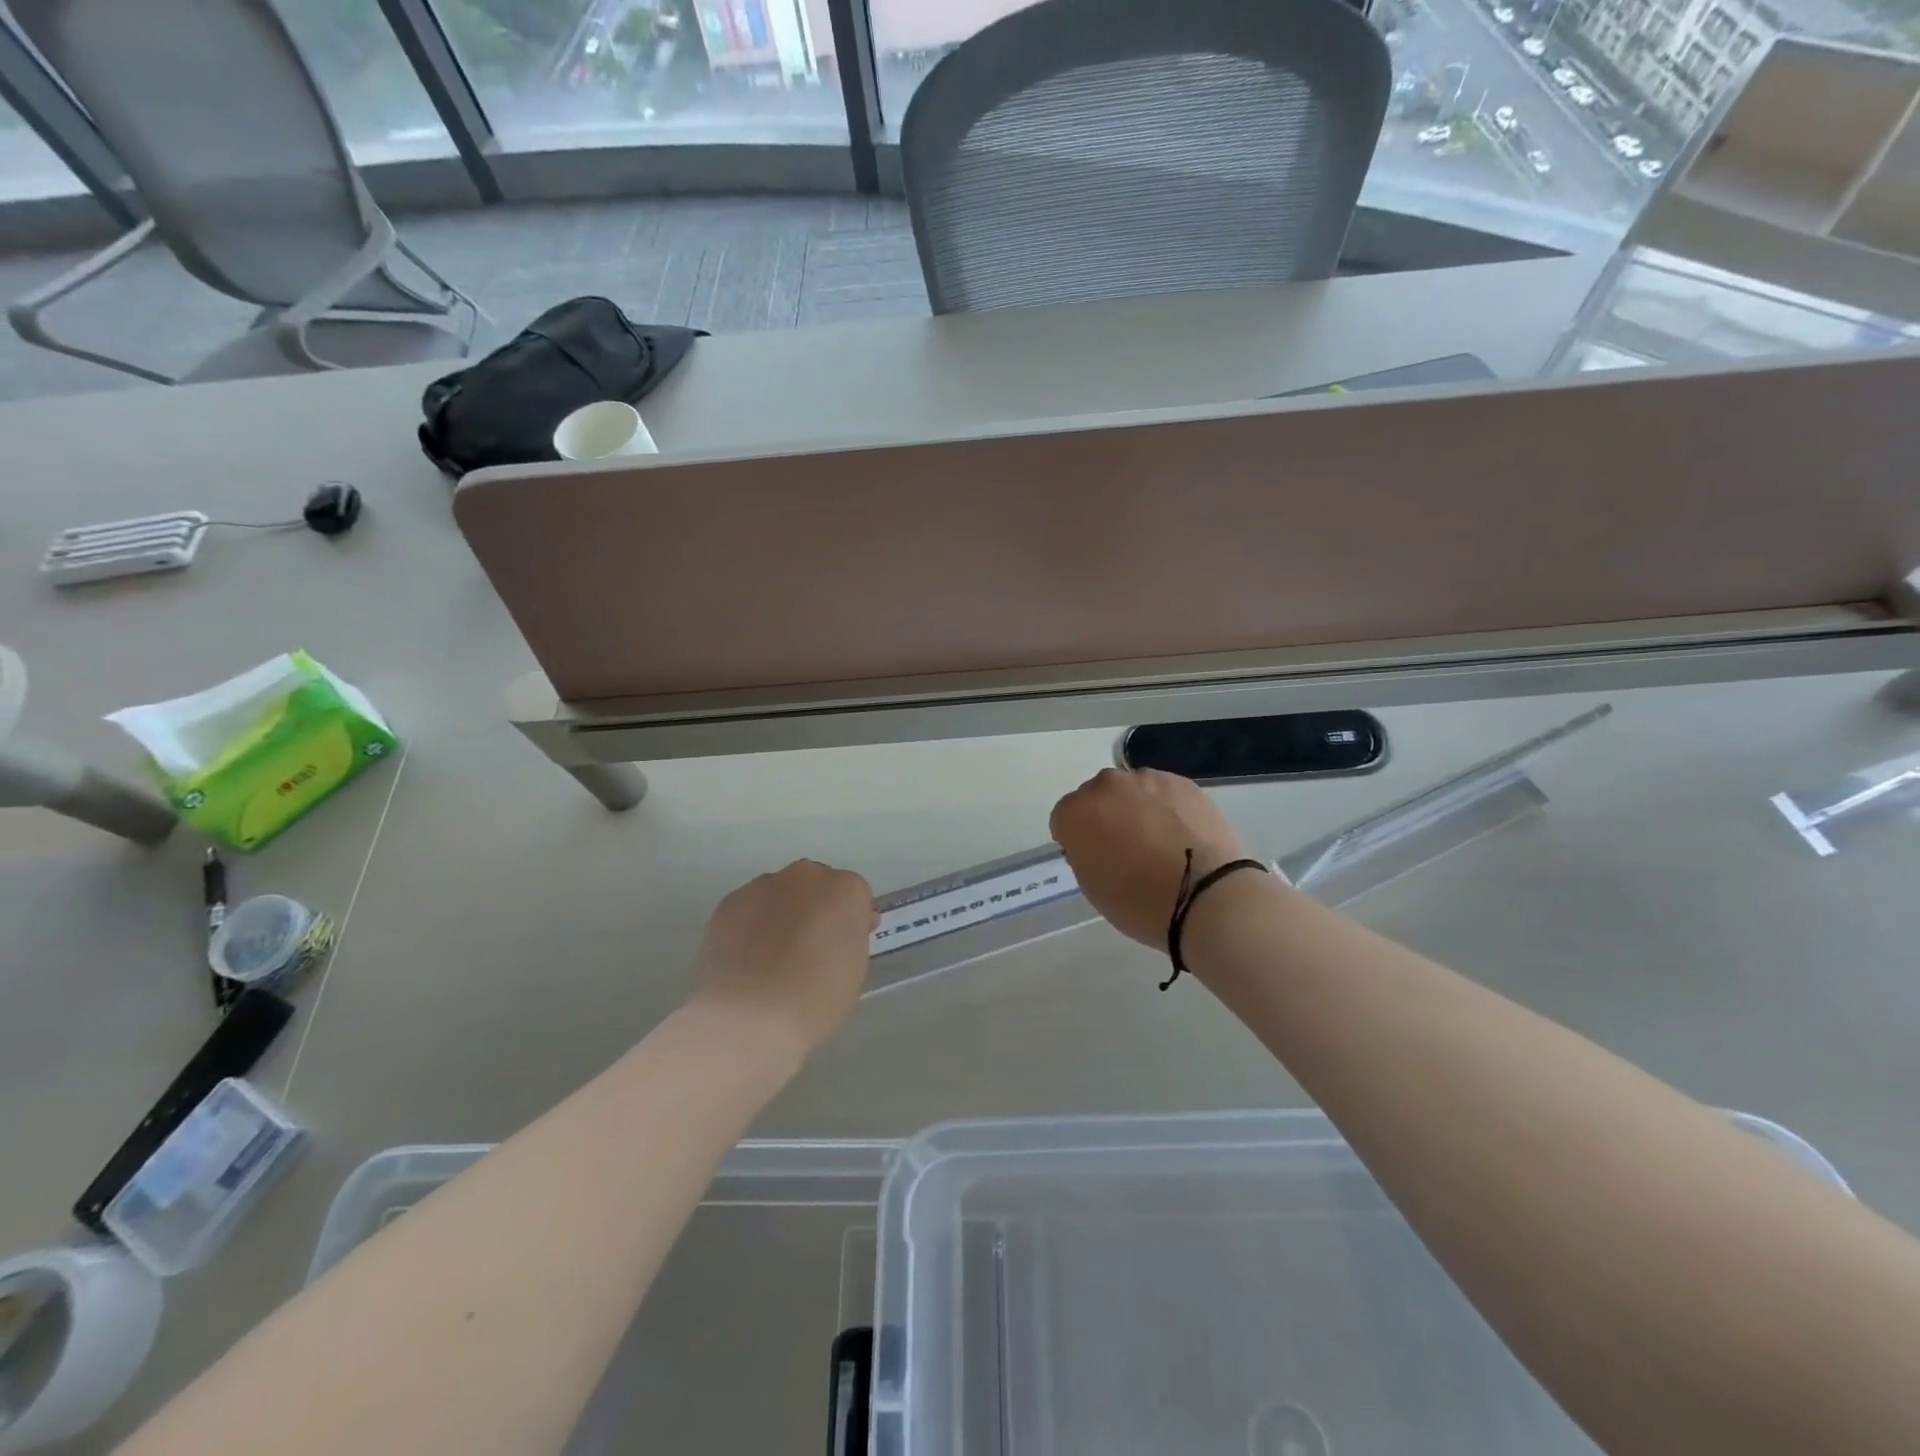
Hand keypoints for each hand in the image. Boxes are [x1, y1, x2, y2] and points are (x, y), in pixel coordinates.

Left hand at [690, 860, 875, 1058]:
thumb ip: (849, 937)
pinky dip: (750, 926)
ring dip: (781, 914)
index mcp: (845, 890)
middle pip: (816, 885)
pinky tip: (747, 960)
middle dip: (815, 909)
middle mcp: (805, 876)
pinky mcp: (729, 902)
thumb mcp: (853, 969)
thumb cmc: (815, 999)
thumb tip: (837, 929)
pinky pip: (749, 909)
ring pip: (779, 894)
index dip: (849, 922)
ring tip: (771, 959)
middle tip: (809, 950)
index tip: (843, 949)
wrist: (748, 1016)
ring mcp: (763, 886)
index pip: (854, 896)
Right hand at [1050, 768, 1252, 947]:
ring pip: (1132, 790)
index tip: (1094, 858)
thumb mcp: (1093, 887)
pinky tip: (1182, 835)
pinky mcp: (1182, 782)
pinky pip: (1163, 792)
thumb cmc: (1139, 902)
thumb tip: (1098, 841)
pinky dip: (1167, 807)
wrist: (1206, 896)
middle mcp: (1106, 786)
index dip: (1077, 839)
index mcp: (1076, 812)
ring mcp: (1147, 779)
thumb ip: (1085, 852)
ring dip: (1137, 808)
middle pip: (1097, 796)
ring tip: (1160, 841)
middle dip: (1106, 816)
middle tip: (1126, 848)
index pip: (1064, 818)